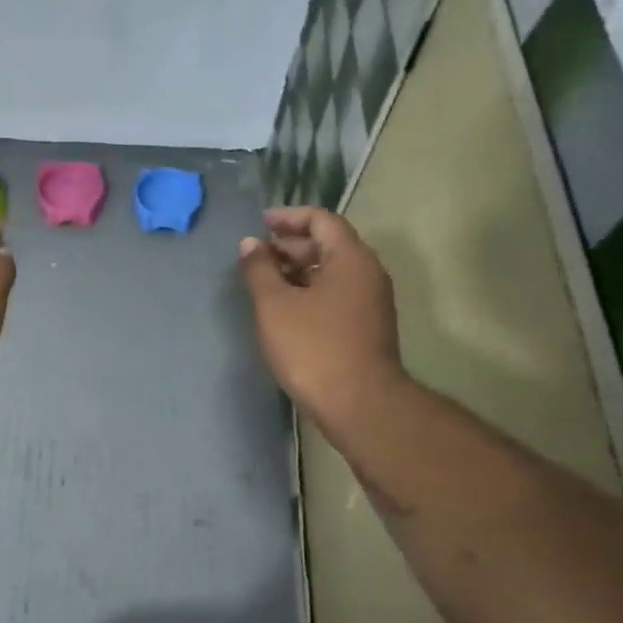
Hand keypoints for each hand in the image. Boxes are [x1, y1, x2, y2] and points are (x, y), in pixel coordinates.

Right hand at [239, 207, 401, 428]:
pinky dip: (311, 292)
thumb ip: (259, 270)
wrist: (360, 404)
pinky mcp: (368, 327)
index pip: (321, 220)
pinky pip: (337, 295)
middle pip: (329, 245)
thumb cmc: (314, 348)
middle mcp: (368, 273)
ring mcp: (372, 302)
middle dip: (291, 246)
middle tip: (258, 257)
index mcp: (351, 258)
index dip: (289, 217)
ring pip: (333, 273)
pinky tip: (287, 311)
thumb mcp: (275, 306)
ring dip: (299, 271)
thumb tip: (250, 244)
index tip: (261, 223)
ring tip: (267, 283)